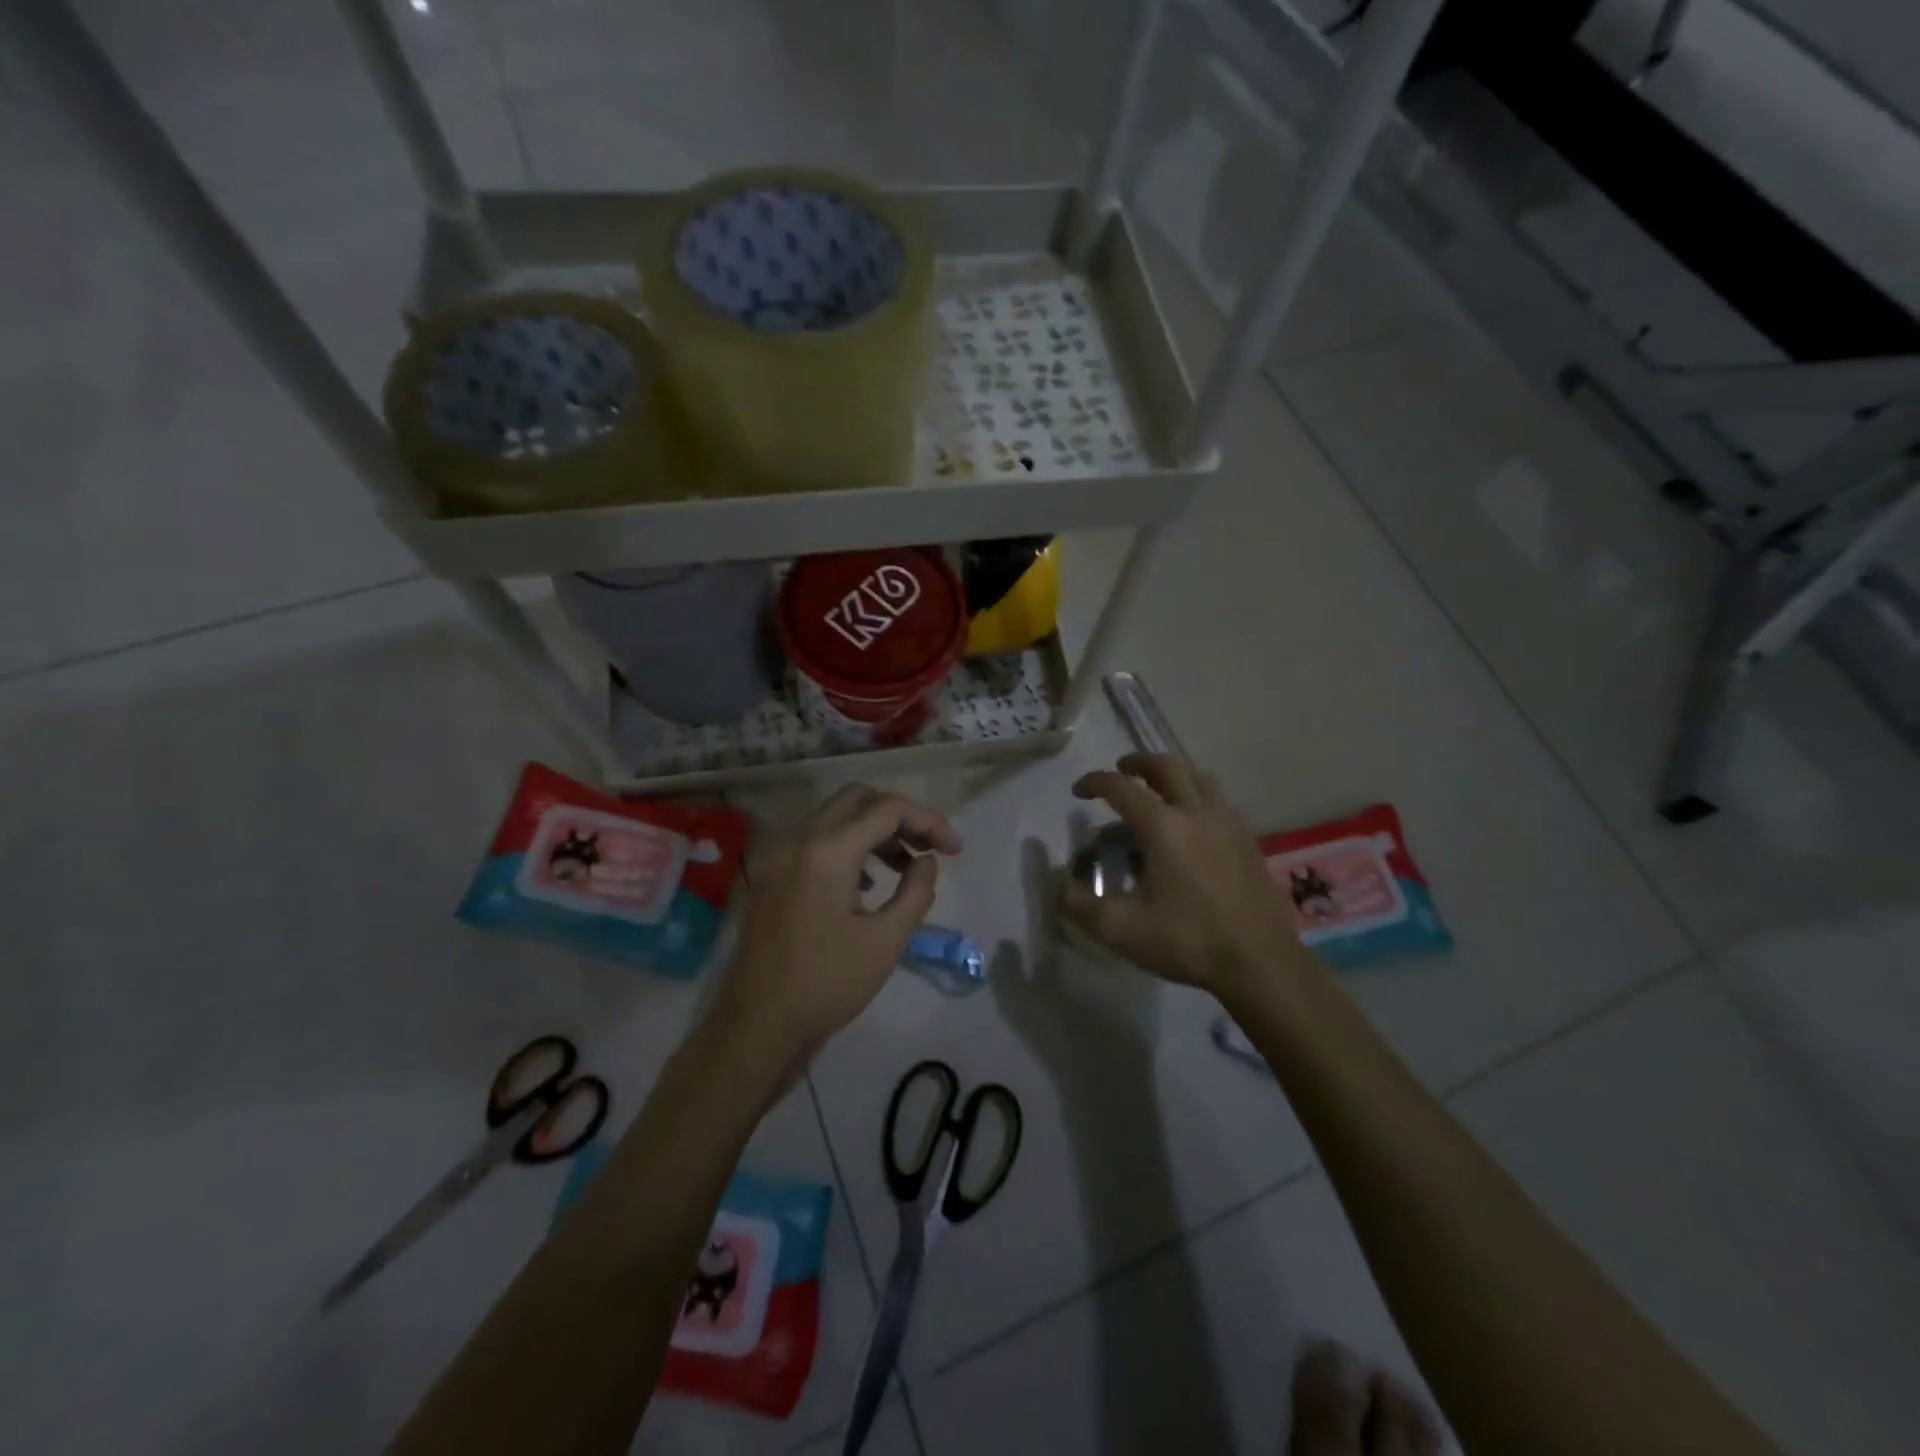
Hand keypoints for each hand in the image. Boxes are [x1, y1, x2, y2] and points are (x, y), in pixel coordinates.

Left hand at [708, 784, 961, 1064]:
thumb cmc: (826, 985)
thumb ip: (916, 892)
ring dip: (874, 830)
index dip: (929, 821)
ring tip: (905, 866)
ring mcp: (779, 857)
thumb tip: (926, 861)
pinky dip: (848, 847)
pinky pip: (815, 841)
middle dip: (900, 817)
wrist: (756, 1028)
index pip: (888, 809)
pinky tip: (865, 884)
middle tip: (929, 848)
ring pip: (835, 818)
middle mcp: (799, 840)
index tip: (955, 850)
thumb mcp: (886, 941)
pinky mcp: (771, 877)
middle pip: (858, 800)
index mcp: (827, 851)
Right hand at [1060, 753, 1302, 1000]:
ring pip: (1199, 778)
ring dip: (1173, 774)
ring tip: (1158, 788)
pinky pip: (1219, 801)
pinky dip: (1198, 795)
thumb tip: (1060, 889)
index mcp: (1163, 826)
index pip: (1121, 788)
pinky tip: (1193, 823)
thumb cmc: (1188, 940)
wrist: (1261, 963)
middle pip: (1167, 767)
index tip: (1079, 791)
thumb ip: (1081, 907)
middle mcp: (1197, 812)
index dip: (1095, 782)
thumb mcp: (1121, 930)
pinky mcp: (1249, 841)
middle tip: (1121, 771)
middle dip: (1138, 763)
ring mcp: (1229, 824)